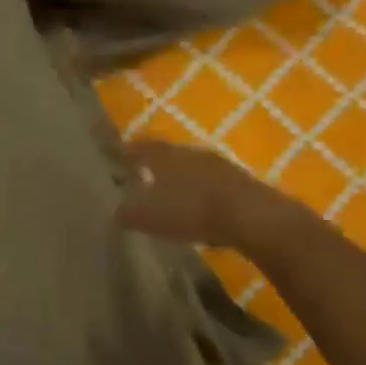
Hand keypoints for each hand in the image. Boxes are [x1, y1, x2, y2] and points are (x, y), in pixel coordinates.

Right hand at [115, 139, 260, 246]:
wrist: (249, 215)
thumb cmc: (191, 210)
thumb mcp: (150, 217)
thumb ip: (129, 213)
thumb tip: (117, 211)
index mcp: (165, 156)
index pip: (141, 147)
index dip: (127, 151)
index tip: (116, 154)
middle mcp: (190, 152)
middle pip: (167, 154)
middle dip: (154, 163)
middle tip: (141, 173)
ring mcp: (217, 164)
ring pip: (191, 166)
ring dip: (179, 177)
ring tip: (169, 190)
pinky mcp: (238, 180)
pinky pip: (210, 181)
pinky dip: (199, 190)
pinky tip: (197, 204)